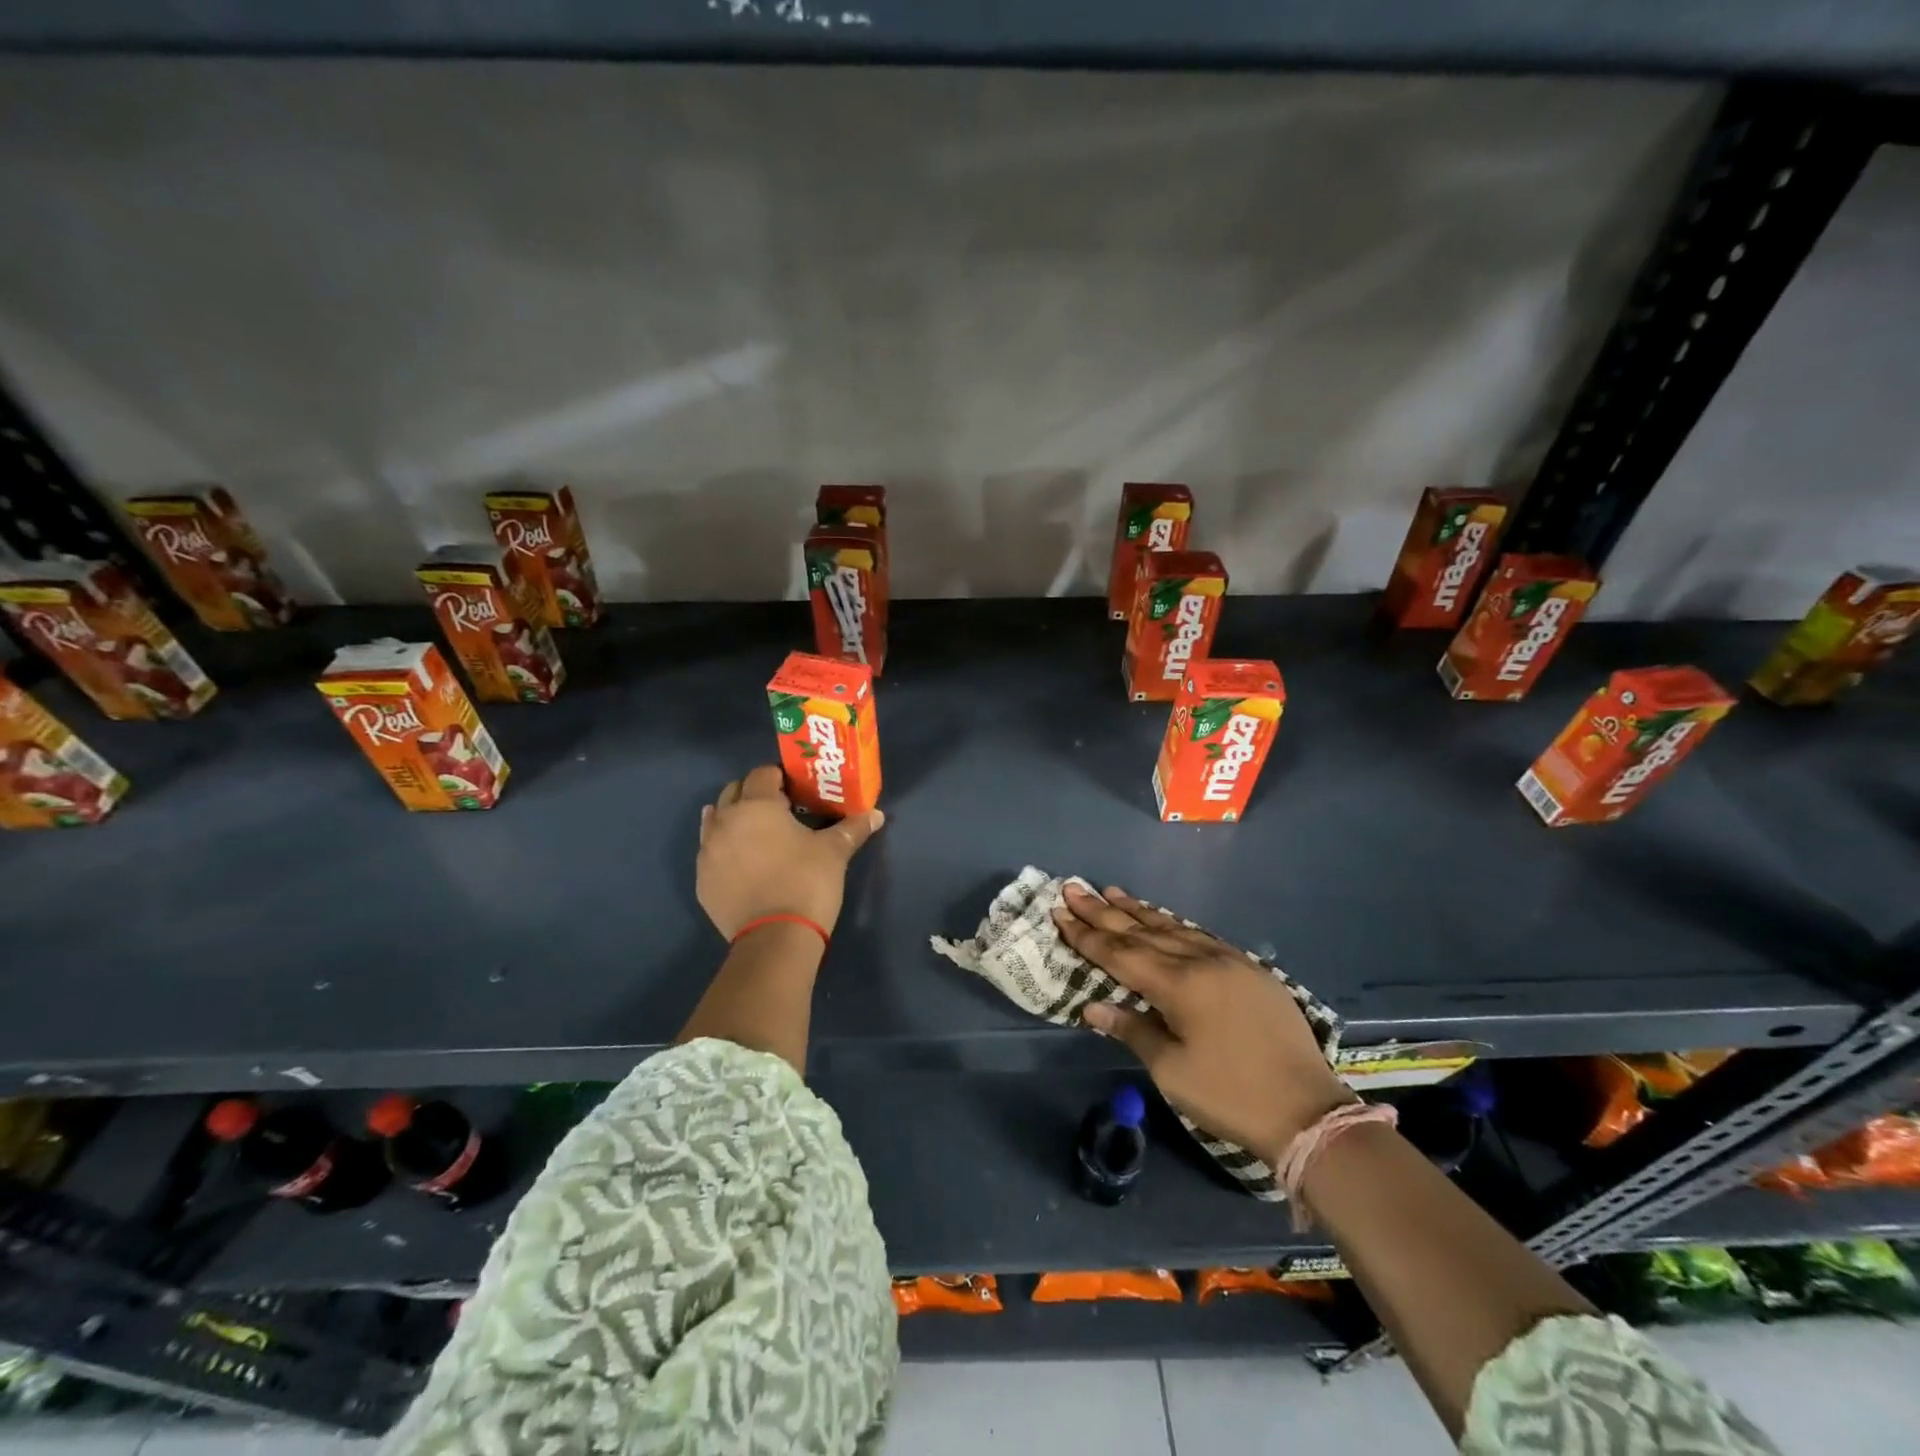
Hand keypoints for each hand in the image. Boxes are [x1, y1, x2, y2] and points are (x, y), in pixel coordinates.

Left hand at [697, 764, 883, 938]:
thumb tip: (876, 815)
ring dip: (734, 819)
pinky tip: (743, 863)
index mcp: (757, 806)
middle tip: (780, 810)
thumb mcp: (835, 852)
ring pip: (715, 821)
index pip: (763, 774)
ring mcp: (708, 852)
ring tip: (758, 834)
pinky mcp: (702, 881)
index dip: (780, 777)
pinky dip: (724, 850)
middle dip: (754, 794)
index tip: (797, 791)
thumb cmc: (806, 882)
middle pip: (733, 792)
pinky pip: (710, 853)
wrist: (775, 939)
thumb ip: (853, 827)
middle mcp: (725, 821)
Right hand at [1053, 883, 1352, 1165]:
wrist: (1308, 1111)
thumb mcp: (1172, 1071)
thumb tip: (1092, 1007)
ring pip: (1173, 927)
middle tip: (1075, 888)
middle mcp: (1200, 961)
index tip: (1060, 911)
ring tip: (1112, 892)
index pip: (1120, 953)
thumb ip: (1132, 1030)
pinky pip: (1199, 935)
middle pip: (1142, 931)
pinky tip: (1162, 919)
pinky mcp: (1249, 969)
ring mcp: (1228, 961)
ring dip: (1138, 911)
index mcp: (1178, 985)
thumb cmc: (1230, 1095)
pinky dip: (1173, 924)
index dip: (1086, 935)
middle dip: (1104, 912)